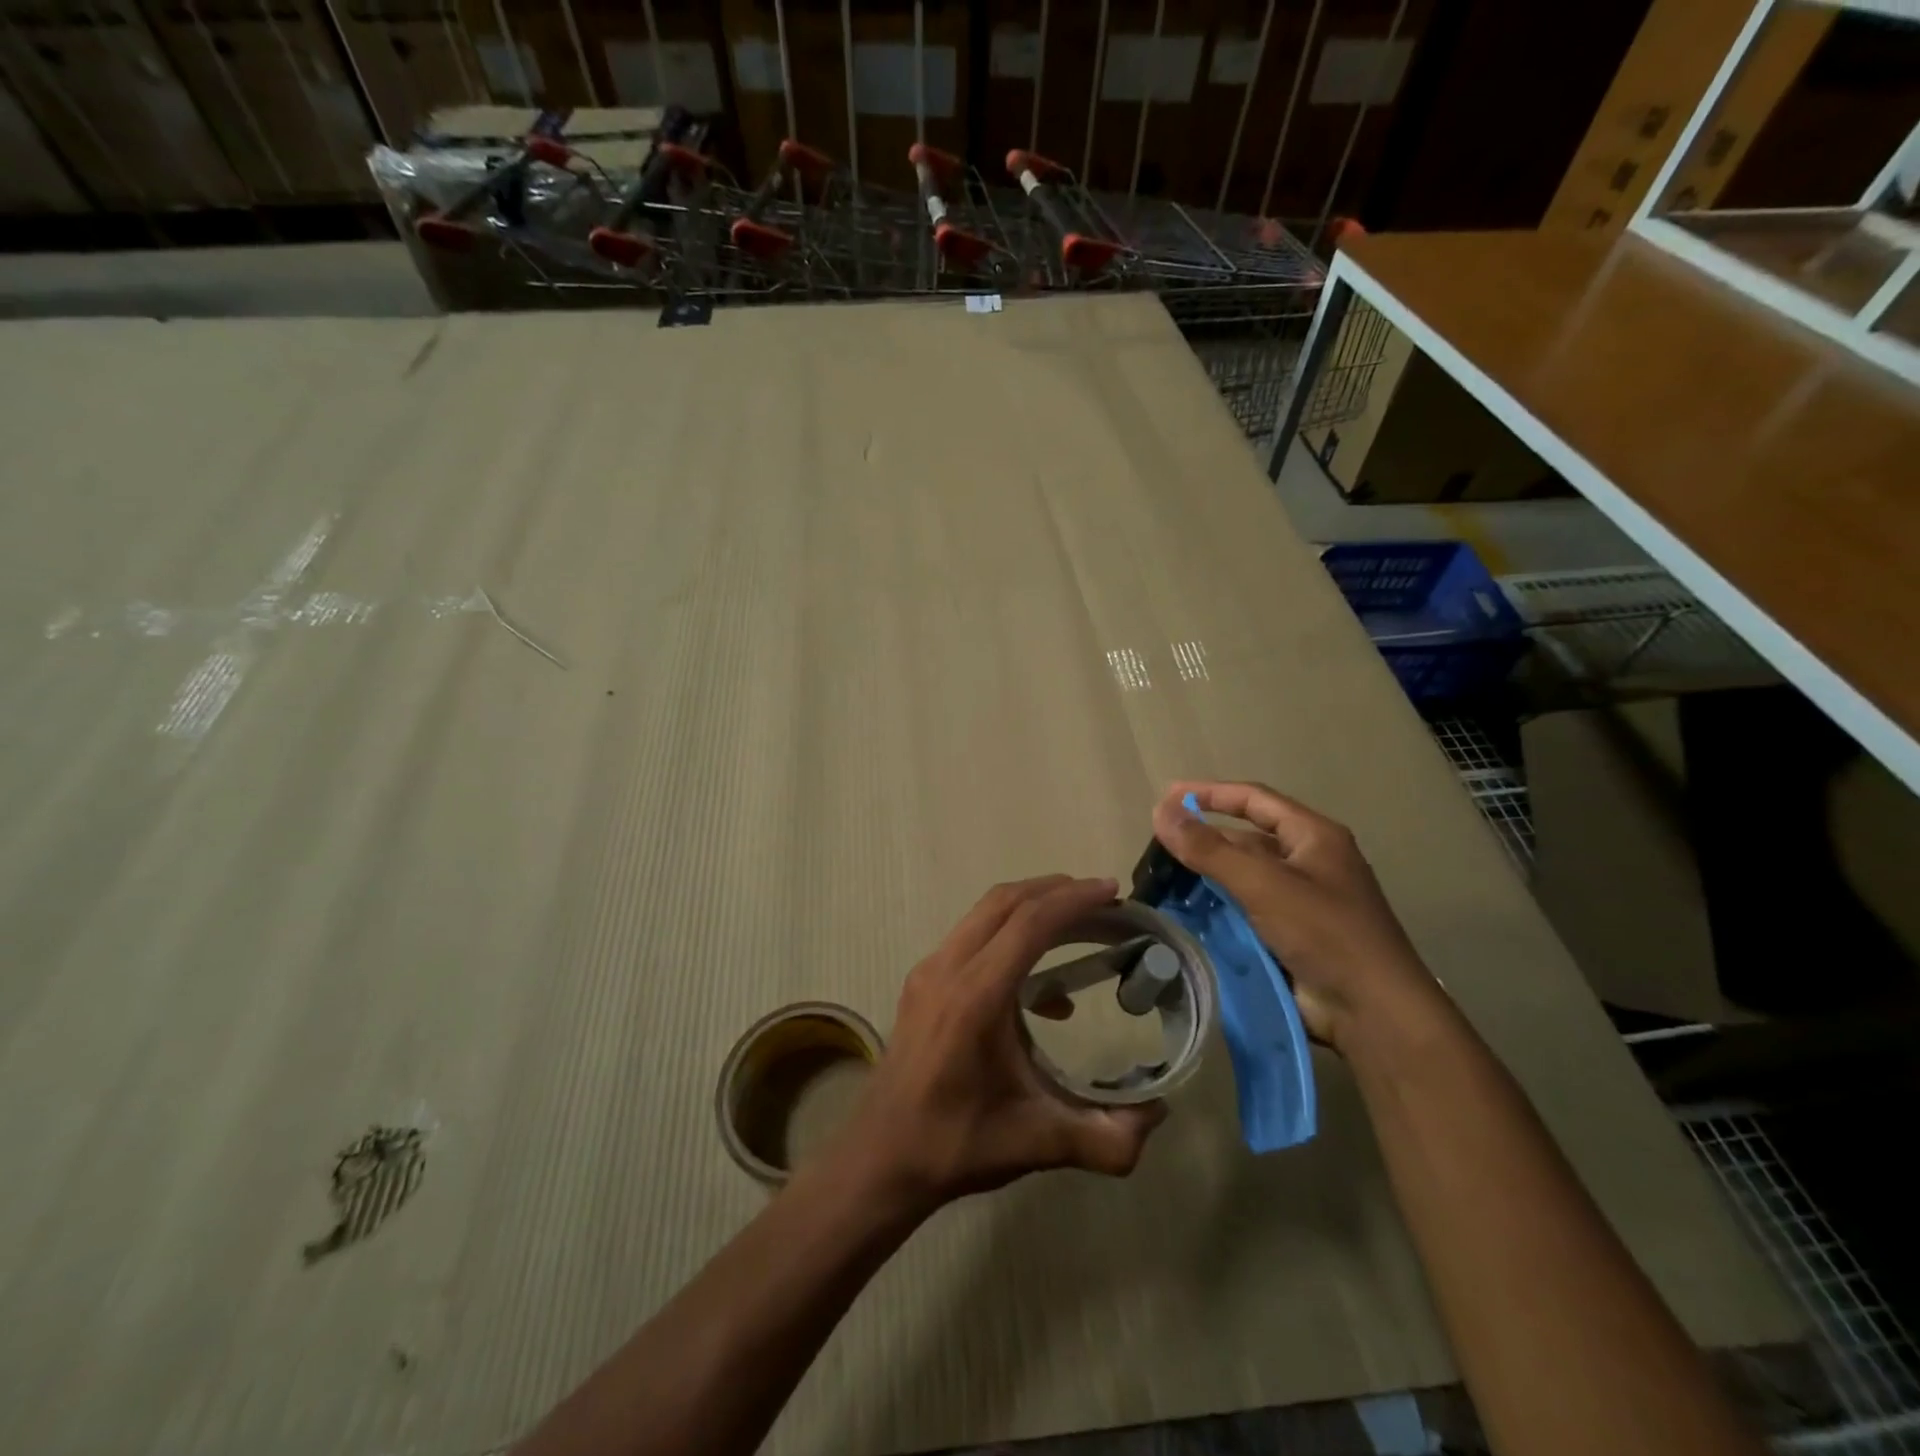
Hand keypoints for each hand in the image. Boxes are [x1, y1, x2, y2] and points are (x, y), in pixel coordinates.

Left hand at [842, 875, 1166, 1211]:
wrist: (880, 1157)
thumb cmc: (954, 1146)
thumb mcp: (1037, 1144)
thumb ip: (1106, 1138)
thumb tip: (1160, 1112)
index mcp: (974, 997)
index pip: (1028, 924)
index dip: (1073, 901)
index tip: (1112, 891)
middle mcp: (947, 969)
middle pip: (1005, 903)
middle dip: (1056, 891)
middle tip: (1103, 900)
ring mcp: (929, 971)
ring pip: (984, 913)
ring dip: (1032, 908)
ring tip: (1079, 925)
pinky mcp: (923, 981)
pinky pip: (972, 936)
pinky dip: (1010, 936)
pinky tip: (1044, 992)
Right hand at [1150, 781, 1445, 1055]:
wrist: (1372, 1012)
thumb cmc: (1325, 933)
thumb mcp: (1263, 884)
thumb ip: (1209, 849)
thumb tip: (1160, 811)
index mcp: (1313, 837)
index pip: (1254, 799)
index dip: (1210, 794)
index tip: (1168, 797)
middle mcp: (1307, 862)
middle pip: (1246, 840)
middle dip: (1204, 840)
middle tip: (1158, 847)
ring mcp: (1299, 901)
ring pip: (1242, 878)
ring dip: (1206, 878)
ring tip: (1161, 881)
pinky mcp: (1290, 935)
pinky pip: (1245, 911)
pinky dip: (1216, 909)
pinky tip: (1185, 914)